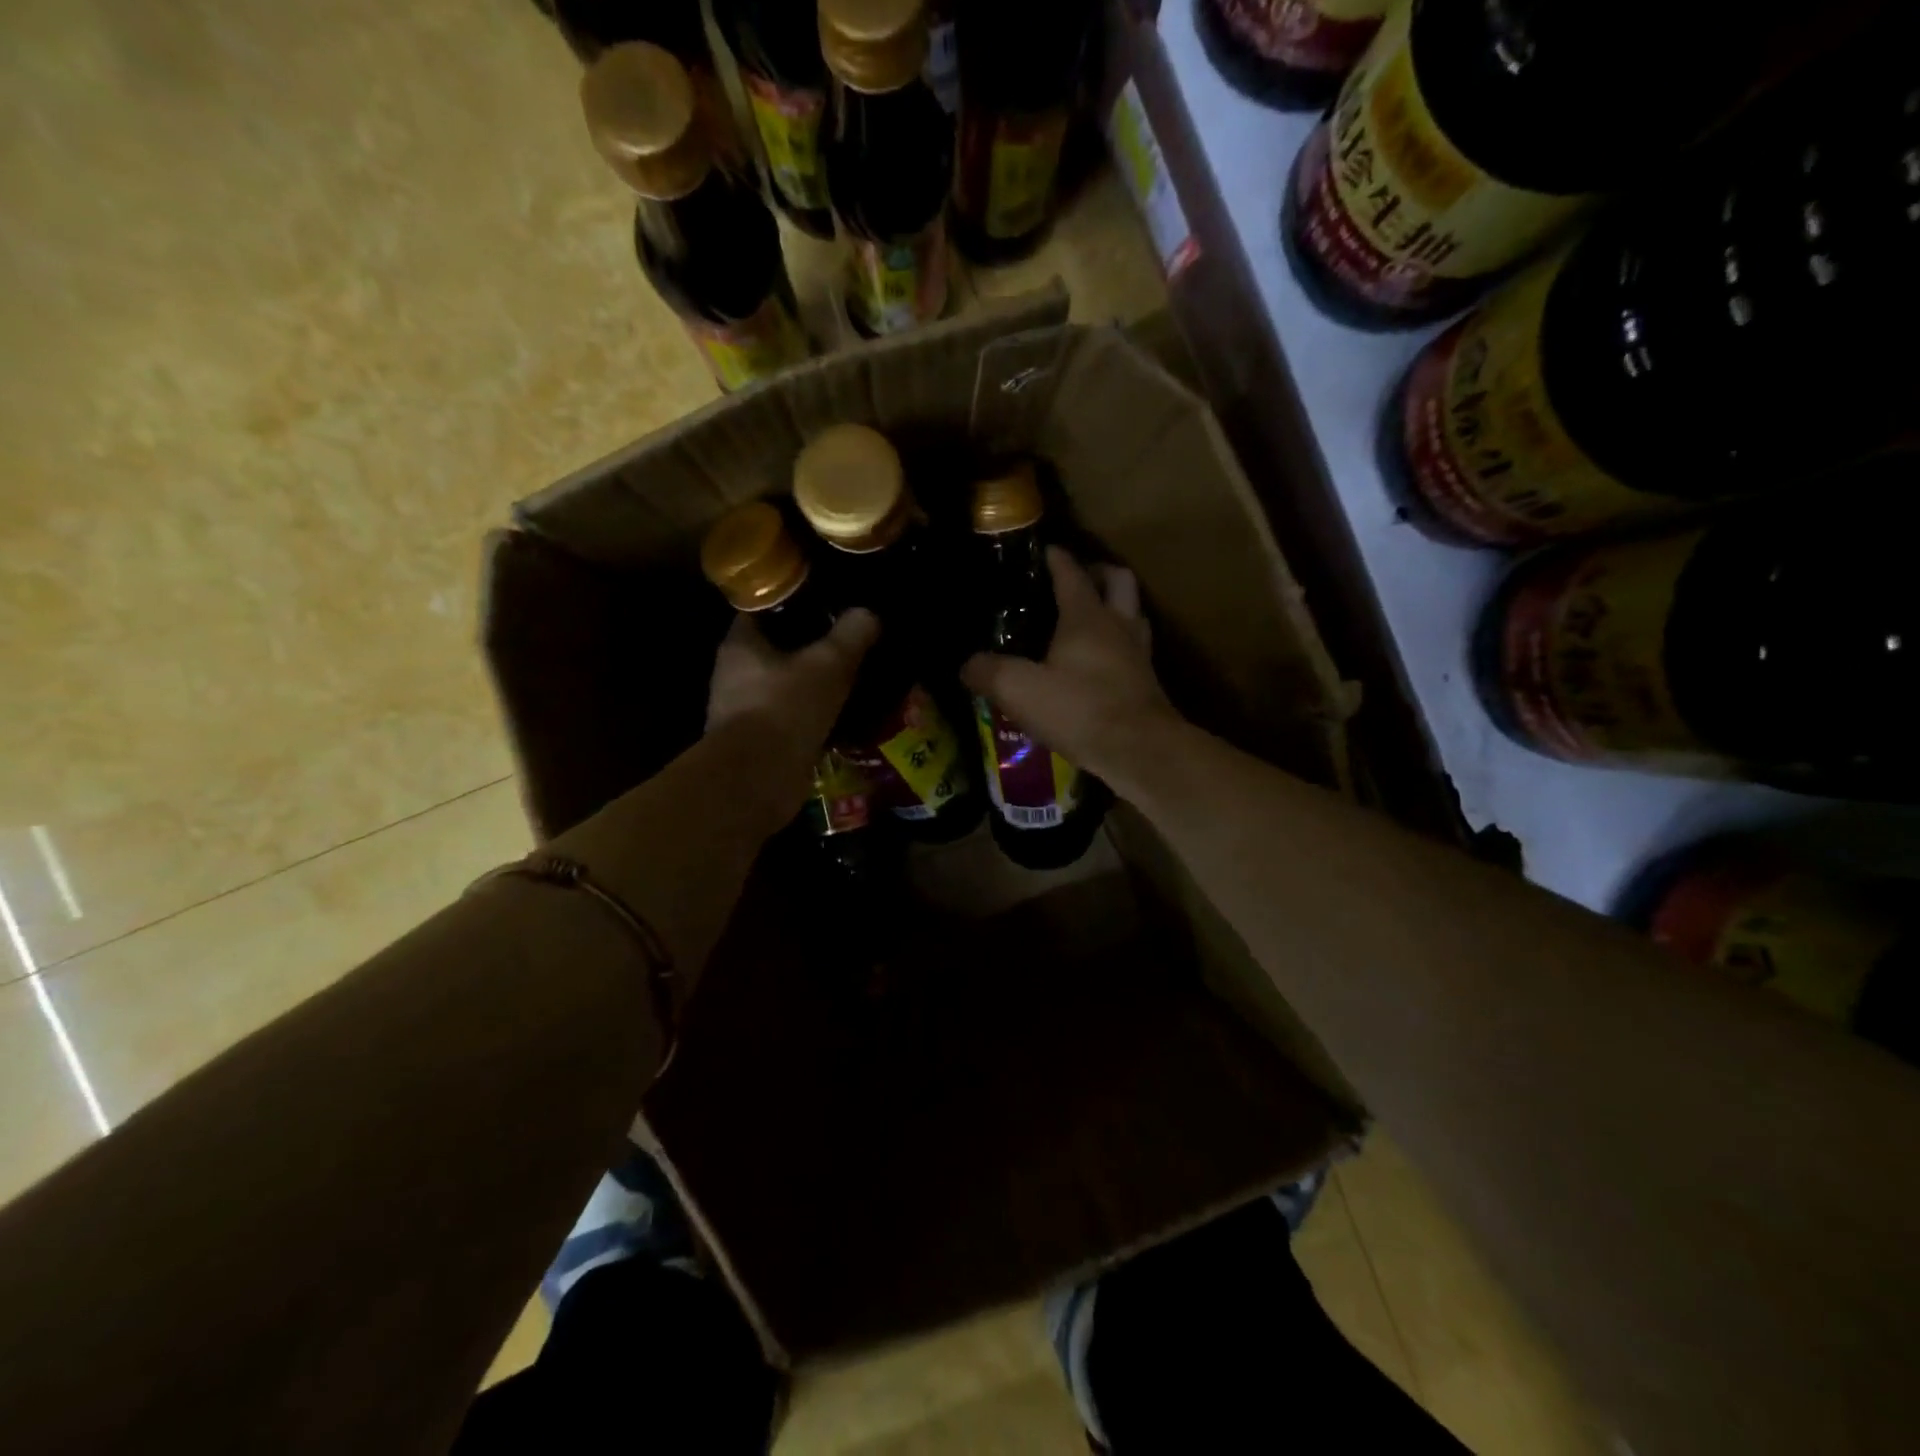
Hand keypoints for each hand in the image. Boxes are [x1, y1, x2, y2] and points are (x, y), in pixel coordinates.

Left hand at [706, 609, 878, 762]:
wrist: (758, 780)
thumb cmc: (785, 708)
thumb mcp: (828, 665)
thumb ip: (850, 636)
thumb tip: (868, 614)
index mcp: (741, 643)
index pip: (765, 607)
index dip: (796, 601)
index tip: (829, 602)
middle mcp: (734, 672)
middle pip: (776, 647)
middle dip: (810, 645)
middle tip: (847, 642)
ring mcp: (742, 710)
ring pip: (784, 684)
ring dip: (811, 683)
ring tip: (850, 678)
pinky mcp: (757, 741)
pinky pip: (789, 717)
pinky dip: (811, 715)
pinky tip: (840, 714)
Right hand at [961, 547, 1181, 782]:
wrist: (1139, 750)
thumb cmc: (1079, 709)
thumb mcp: (1019, 690)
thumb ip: (989, 672)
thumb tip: (967, 665)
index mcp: (1086, 616)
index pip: (1071, 573)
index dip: (1056, 558)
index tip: (1045, 549)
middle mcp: (1118, 626)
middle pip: (1118, 580)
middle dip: (1099, 572)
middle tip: (1078, 579)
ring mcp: (1139, 654)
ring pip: (1133, 614)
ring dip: (1116, 608)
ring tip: (1092, 618)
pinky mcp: (1147, 683)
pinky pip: (1135, 649)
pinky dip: (1120, 645)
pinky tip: (1102, 663)